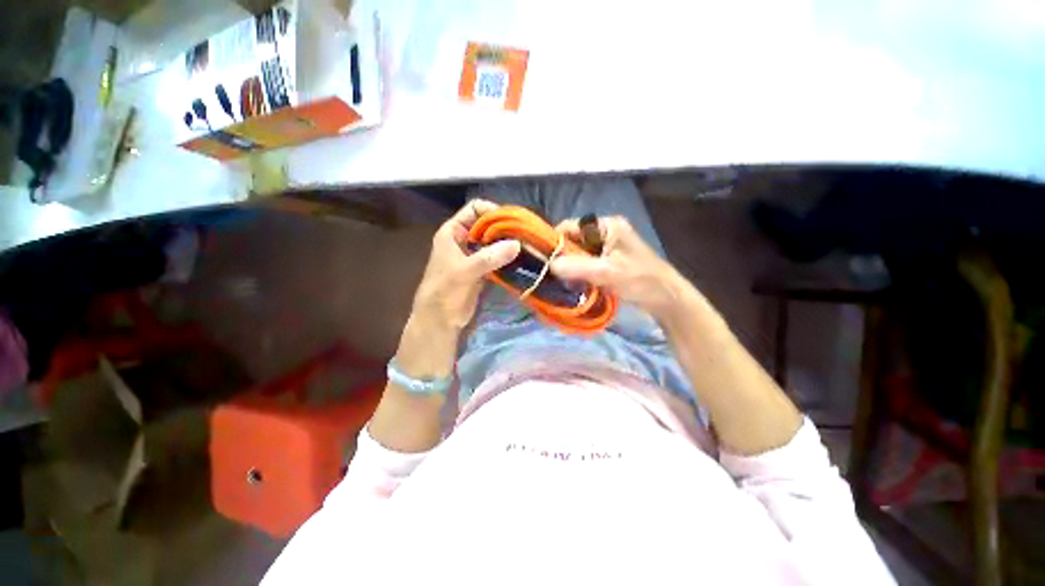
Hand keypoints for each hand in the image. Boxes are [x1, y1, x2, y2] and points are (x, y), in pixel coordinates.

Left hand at [412, 200, 520, 331]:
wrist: (440, 320)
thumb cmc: (444, 291)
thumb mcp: (464, 271)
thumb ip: (490, 257)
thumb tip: (517, 244)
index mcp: (452, 232)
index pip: (474, 209)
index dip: (493, 211)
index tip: (512, 220)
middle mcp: (464, 239)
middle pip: (487, 224)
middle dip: (505, 227)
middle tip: (525, 233)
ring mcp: (474, 255)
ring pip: (494, 241)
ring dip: (508, 243)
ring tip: (527, 244)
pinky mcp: (482, 269)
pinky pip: (497, 257)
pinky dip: (508, 257)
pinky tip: (521, 258)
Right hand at [550, 216, 686, 320]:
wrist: (666, 299)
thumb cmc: (640, 280)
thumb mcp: (607, 272)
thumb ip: (577, 267)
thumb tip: (548, 265)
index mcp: (606, 226)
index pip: (571, 226)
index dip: (555, 240)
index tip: (543, 258)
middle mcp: (604, 233)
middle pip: (573, 241)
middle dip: (562, 257)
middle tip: (551, 273)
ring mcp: (606, 248)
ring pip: (577, 254)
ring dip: (569, 267)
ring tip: (561, 281)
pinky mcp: (607, 263)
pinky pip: (585, 265)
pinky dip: (577, 274)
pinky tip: (573, 285)